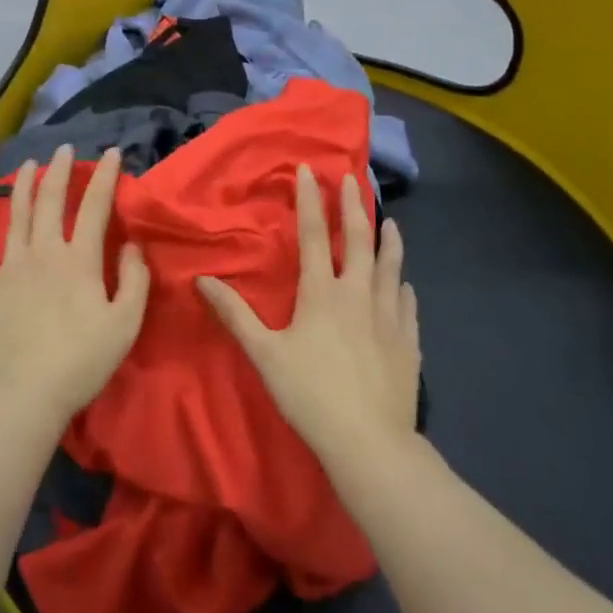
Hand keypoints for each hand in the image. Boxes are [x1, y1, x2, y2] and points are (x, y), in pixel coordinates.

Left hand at [0, 145, 149, 429]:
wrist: (23, 393)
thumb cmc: (81, 360)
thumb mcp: (125, 323)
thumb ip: (133, 279)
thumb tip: (132, 245)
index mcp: (78, 259)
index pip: (94, 206)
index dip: (104, 176)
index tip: (111, 152)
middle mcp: (42, 252)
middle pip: (49, 201)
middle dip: (58, 170)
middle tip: (63, 148)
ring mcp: (10, 268)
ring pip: (15, 217)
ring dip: (21, 188)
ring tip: (25, 166)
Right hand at [198, 166, 419, 458]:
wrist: (368, 441)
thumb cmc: (310, 394)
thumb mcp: (264, 354)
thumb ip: (235, 315)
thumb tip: (203, 280)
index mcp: (322, 293)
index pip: (315, 235)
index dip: (311, 200)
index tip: (309, 170)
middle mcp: (358, 294)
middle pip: (359, 240)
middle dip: (353, 206)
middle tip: (351, 179)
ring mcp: (389, 316)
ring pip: (391, 267)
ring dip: (389, 240)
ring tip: (391, 221)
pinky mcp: (408, 341)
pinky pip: (408, 304)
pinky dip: (404, 287)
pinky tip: (406, 284)